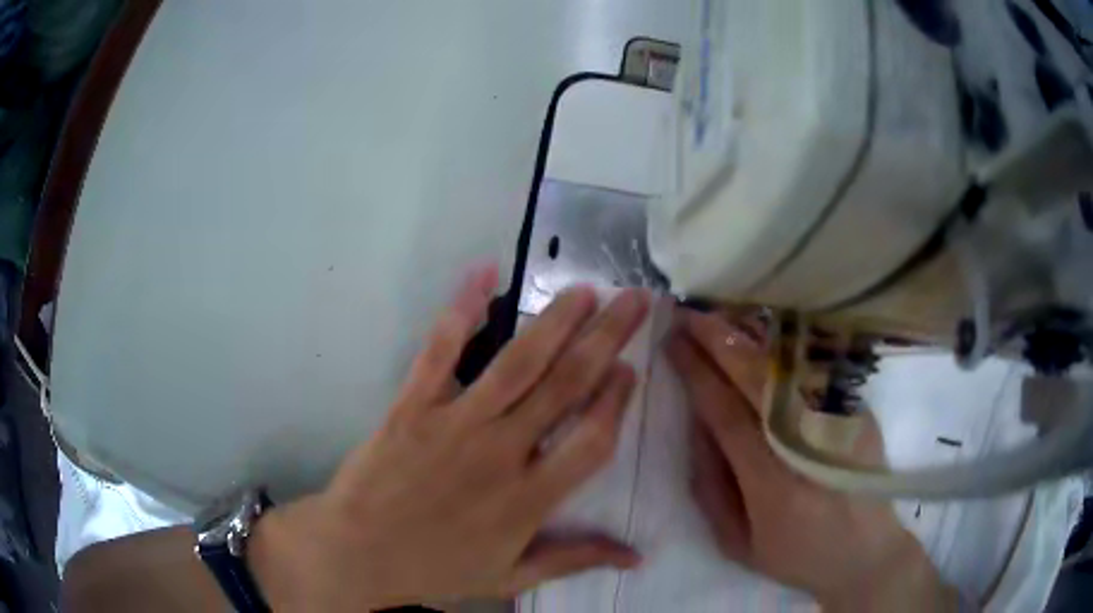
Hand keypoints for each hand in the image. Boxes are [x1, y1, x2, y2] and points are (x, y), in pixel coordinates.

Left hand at [249, 265, 649, 610]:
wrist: (357, 553)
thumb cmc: (436, 569)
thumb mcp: (511, 576)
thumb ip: (575, 559)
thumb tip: (639, 557)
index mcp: (529, 499)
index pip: (592, 440)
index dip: (616, 401)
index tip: (631, 369)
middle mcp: (500, 453)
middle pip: (566, 386)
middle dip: (606, 338)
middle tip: (634, 301)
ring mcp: (454, 424)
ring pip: (516, 363)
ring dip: (555, 321)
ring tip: (585, 290)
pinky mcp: (412, 405)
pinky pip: (440, 351)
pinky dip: (462, 310)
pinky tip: (484, 272)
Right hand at [666, 309, 957, 611]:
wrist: (866, 551)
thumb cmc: (797, 554)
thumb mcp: (739, 544)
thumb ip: (711, 489)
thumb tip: (696, 428)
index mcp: (772, 483)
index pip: (727, 413)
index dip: (697, 373)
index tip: (673, 343)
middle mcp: (808, 443)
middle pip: (758, 378)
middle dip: (719, 339)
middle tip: (689, 314)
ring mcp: (839, 421)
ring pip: (789, 365)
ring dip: (750, 335)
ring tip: (719, 314)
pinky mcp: (858, 411)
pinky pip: (815, 369)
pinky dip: (785, 348)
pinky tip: (763, 335)